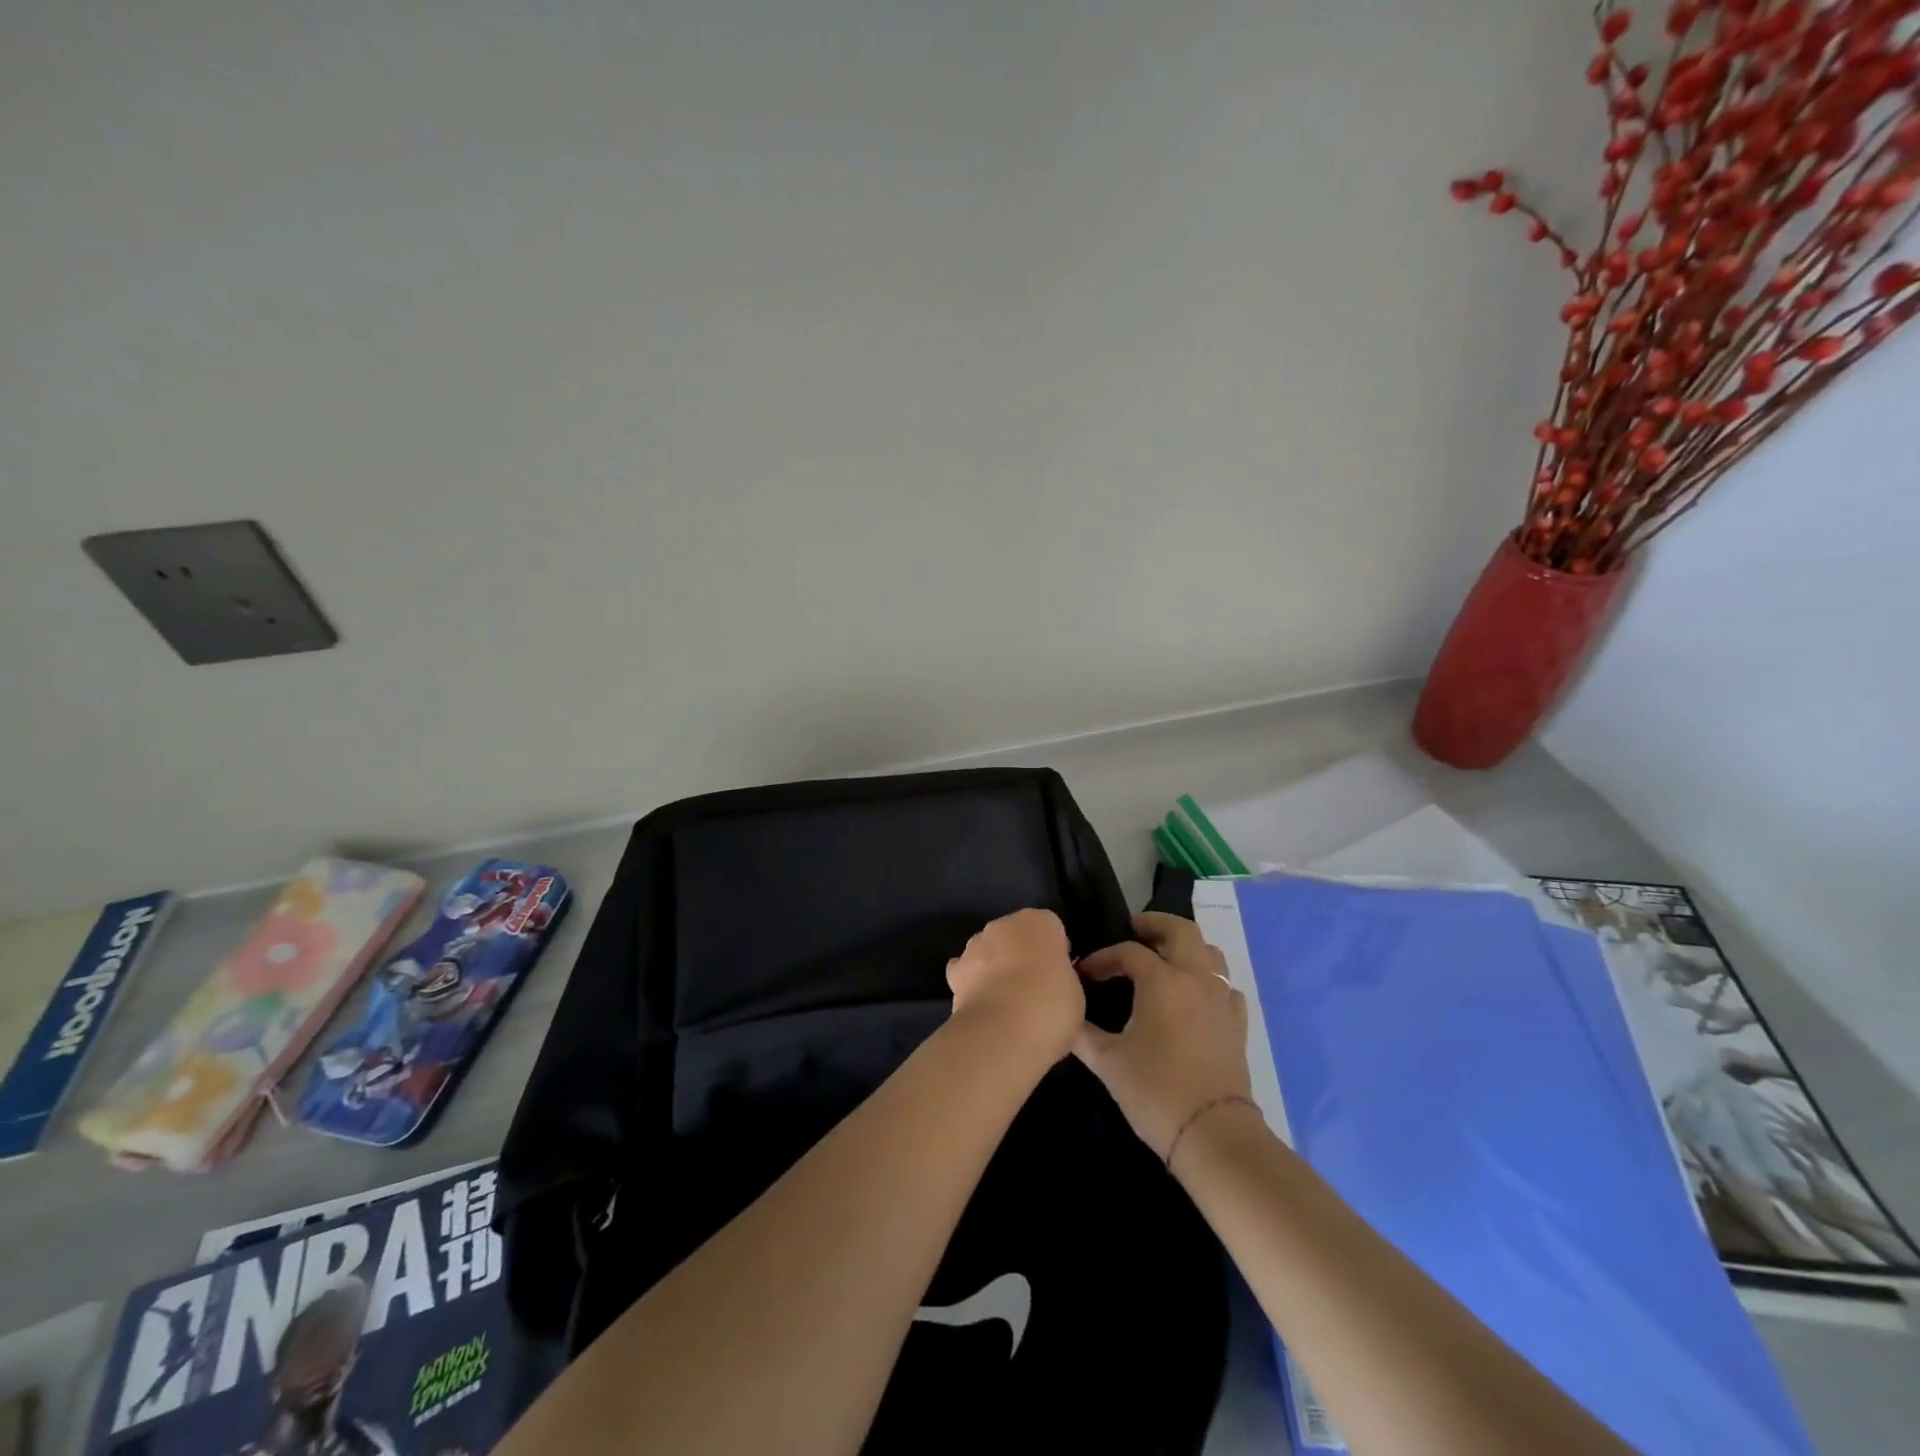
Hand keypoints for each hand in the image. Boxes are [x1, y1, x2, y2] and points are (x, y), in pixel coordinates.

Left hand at [945, 909, 1083, 1064]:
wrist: (1004, 1030)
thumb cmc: (1051, 1005)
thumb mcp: (1075, 991)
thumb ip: (1061, 975)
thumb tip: (1050, 980)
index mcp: (1039, 922)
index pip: (1051, 928)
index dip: (1056, 951)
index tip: (1060, 974)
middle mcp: (1004, 924)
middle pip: (1017, 934)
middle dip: (1023, 954)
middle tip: (1035, 987)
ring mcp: (975, 944)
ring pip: (989, 949)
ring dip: (996, 965)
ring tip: (1007, 1000)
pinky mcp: (955, 970)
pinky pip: (966, 970)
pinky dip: (972, 981)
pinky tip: (982, 1002)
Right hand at [1073, 913, 1251, 1161]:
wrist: (1213, 1134)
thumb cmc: (1155, 1091)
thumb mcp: (1107, 1061)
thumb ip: (1082, 1032)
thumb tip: (1065, 1013)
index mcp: (1162, 980)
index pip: (1128, 952)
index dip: (1102, 958)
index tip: (1084, 975)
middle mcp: (1195, 978)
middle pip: (1181, 930)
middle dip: (1155, 924)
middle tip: (1134, 931)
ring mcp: (1222, 999)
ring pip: (1210, 952)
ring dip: (1186, 947)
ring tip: (1164, 958)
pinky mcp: (1237, 1023)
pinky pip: (1225, 986)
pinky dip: (1208, 980)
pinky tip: (1194, 996)